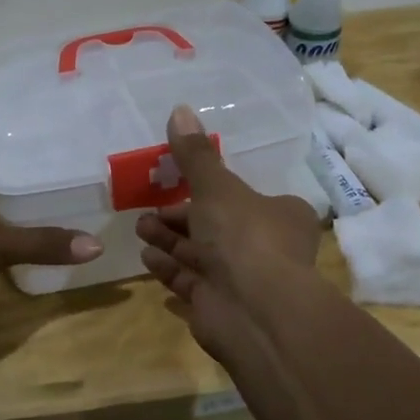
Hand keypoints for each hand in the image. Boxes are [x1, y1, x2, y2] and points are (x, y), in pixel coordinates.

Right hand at [136, 104, 321, 367]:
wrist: (255, 311)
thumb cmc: (244, 236)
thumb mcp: (217, 187)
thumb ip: (195, 154)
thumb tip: (179, 109)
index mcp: (279, 214)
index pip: (244, 197)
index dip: (210, 189)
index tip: (178, 181)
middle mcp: (265, 247)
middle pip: (216, 226)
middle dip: (180, 216)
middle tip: (148, 209)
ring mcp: (242, 281)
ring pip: (200, 254)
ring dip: (169, 240)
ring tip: (139, 228)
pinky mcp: (220, 307)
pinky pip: (190, 282)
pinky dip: (169, 269)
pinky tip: (146, 258)